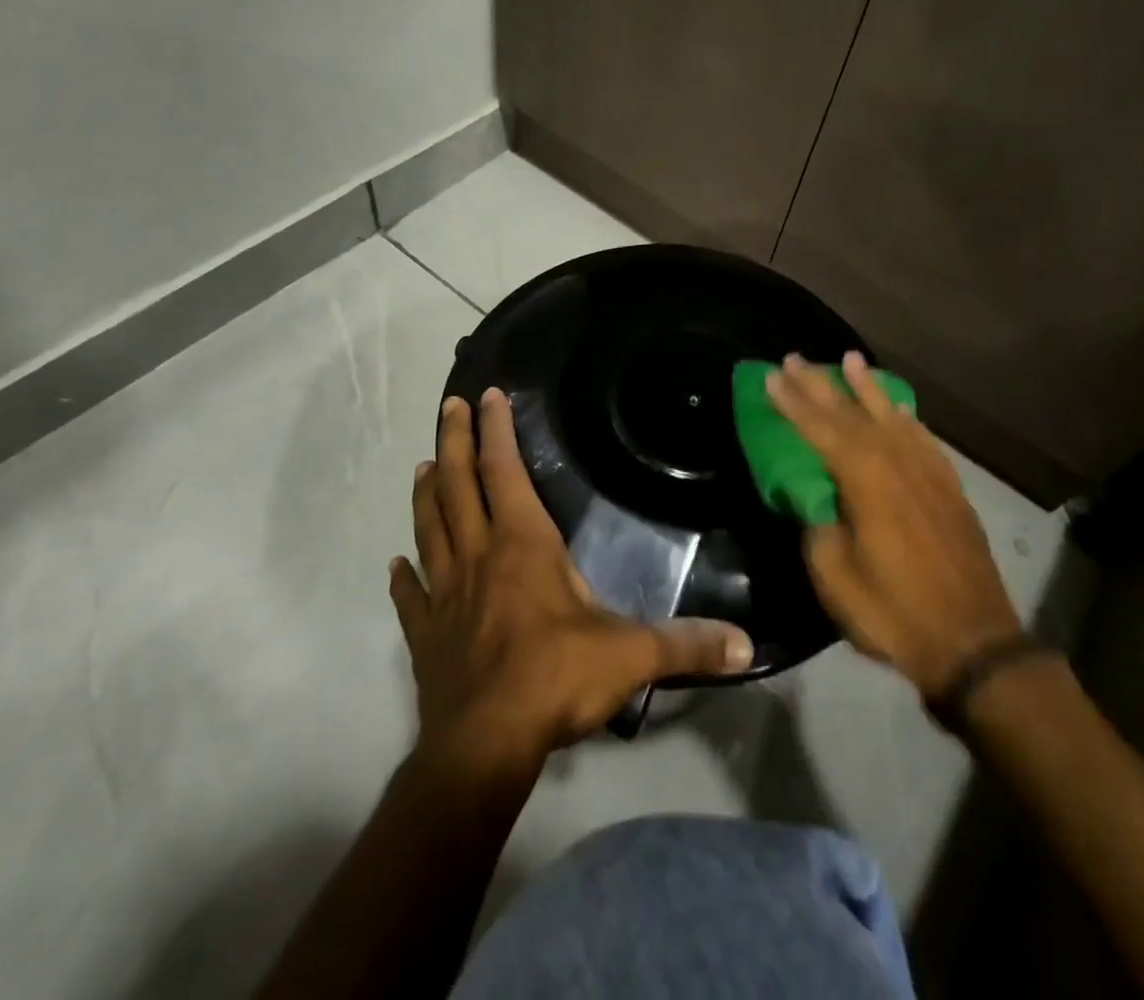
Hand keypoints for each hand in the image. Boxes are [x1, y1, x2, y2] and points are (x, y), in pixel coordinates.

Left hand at [390, 387, 753, 772]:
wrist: (483, 748)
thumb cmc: (555, 680)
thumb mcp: (631, 655)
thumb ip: (687, 643)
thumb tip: (746, 645)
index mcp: (523, 545)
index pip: (506, 472)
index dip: (497, 431)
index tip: (489, 396)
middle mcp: (479, 557)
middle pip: (458, 486)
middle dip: (455, 441)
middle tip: (450, 405)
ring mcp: (445, 595)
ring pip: (431, 529)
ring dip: (427, 495)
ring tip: (424, 466)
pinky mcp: (426, 635)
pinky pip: (411, 597)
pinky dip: (403, 578)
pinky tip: (396, 565)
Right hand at [767, 352, 1026, 700]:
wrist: (973, 642)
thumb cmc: (895, 611)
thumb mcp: (836, 576)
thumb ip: (819, 526)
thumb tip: (816, 499)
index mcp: (865, 478)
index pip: (819, 428)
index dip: (792, 402)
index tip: (770, 375)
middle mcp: (897, 461)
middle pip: (852, 413)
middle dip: (820, 384)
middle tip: (795, 358)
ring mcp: (928, 471)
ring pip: (890, 415)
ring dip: (866, 387)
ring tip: (849, 360)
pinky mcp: (949, 487)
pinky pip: (921, 437)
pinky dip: (903, 416)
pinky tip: (897, 409)